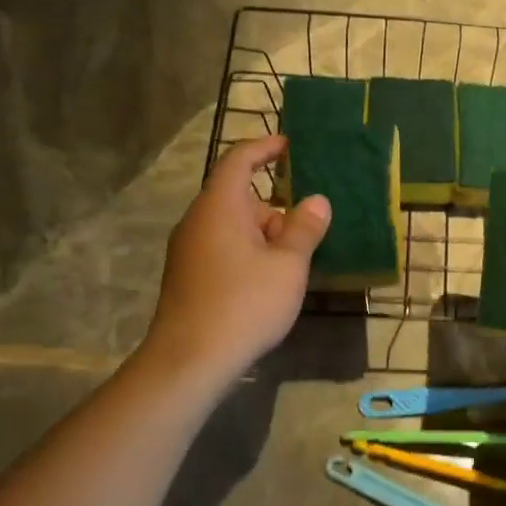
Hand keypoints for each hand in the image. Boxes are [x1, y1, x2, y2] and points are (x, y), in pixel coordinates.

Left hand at [141, 136, 329, 379]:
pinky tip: (271, 281)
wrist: (190, 360)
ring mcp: (189, 250)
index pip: (239, 160)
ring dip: (265, 235)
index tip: (290, 145)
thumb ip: (305, 229)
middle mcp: (198, 221)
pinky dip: (250, 252)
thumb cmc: (245, 303)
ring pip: (233, 227)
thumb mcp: (288, 265)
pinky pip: (223, 248)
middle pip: (239, 197)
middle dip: (276, 207)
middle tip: (309, 227)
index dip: (265, 148)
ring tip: (297, 259)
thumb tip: (317, 201)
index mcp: (220, 206)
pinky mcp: (188, 276)